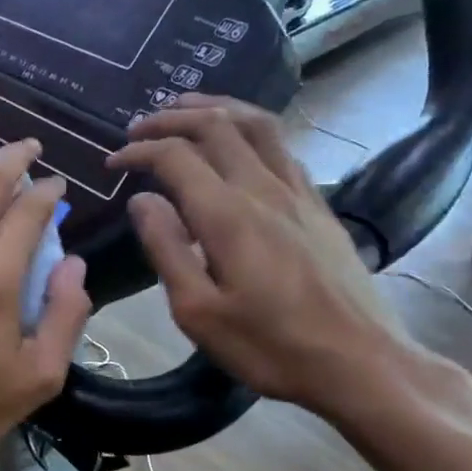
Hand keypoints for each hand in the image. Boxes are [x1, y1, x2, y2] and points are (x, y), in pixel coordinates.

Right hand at [109, 96, 422, 416]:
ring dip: (215, 108)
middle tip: (138, 128)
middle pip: (216, 125)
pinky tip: (239, 144)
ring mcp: (298, 192)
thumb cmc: (270, 346)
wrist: (360, 363)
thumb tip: (142, 200)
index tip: (112, 163)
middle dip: (170, 118)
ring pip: (256, 124)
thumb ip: (167, 249)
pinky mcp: (319, 204)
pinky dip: (250, 129)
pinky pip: (282, 146)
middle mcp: (264, 189)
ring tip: (186, 107)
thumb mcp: (198, 312)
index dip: (138, 151)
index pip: (175, 156)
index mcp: (228, 215)